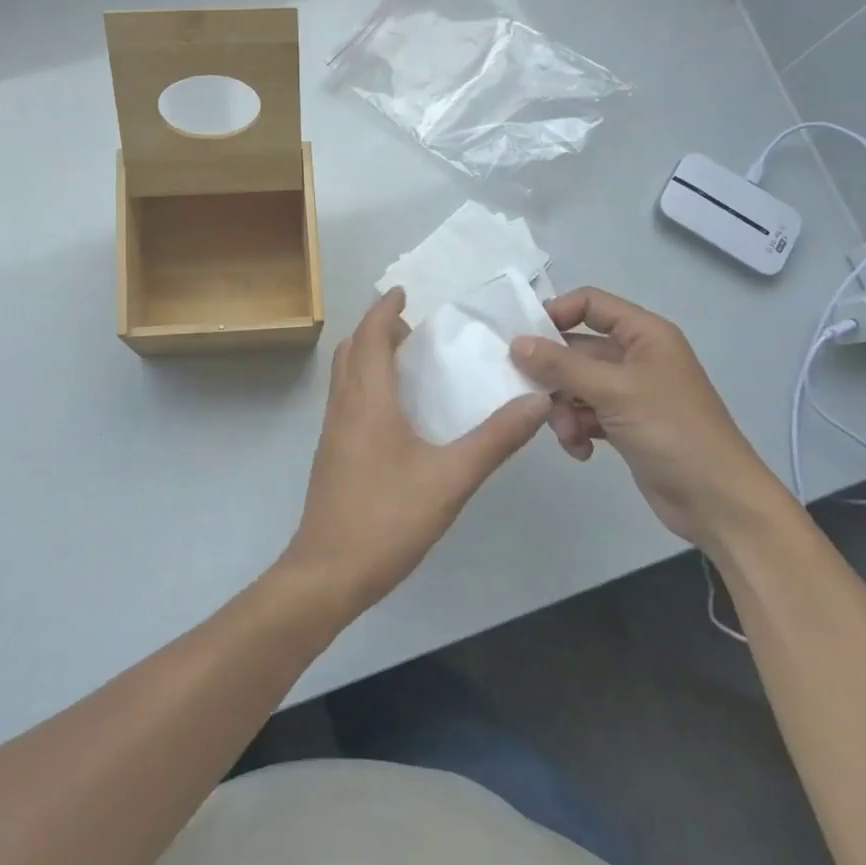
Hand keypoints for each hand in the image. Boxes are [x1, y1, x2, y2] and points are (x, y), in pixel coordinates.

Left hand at [279, 288, 548, 617]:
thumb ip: (495, 440)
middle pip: (350, 350)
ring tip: (405, 359)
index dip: (385, 310)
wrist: (329, 571)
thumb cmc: (388, 519)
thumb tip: (536, 401)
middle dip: (375, 329)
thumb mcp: (451, 479)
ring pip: (344, 376)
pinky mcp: (331, 455)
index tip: (404, 292)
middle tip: (411, 325)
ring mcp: (332, 432)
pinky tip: (394, 411)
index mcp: (367, 400)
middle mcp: (344, 407)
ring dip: (367, 355)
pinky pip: (345, 400)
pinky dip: (364, 383)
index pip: (370, 337)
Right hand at [510, 287, 794, 552]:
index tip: (524, 341)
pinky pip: (585, 414)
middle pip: (576, 349)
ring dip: (563, 409)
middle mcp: (636, 356)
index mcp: (643, 334)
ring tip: (567, 433)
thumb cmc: (671, 431)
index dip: (556, 314)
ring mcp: (630, 392)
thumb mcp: (613, 391)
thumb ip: (560, 365)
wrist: (716, 500)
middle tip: (532, 396)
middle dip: (554, 375)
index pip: (590, 304)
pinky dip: (577, 429)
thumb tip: (516, 343)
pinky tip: (581, 451)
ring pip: (576, 385)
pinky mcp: (625, 424)